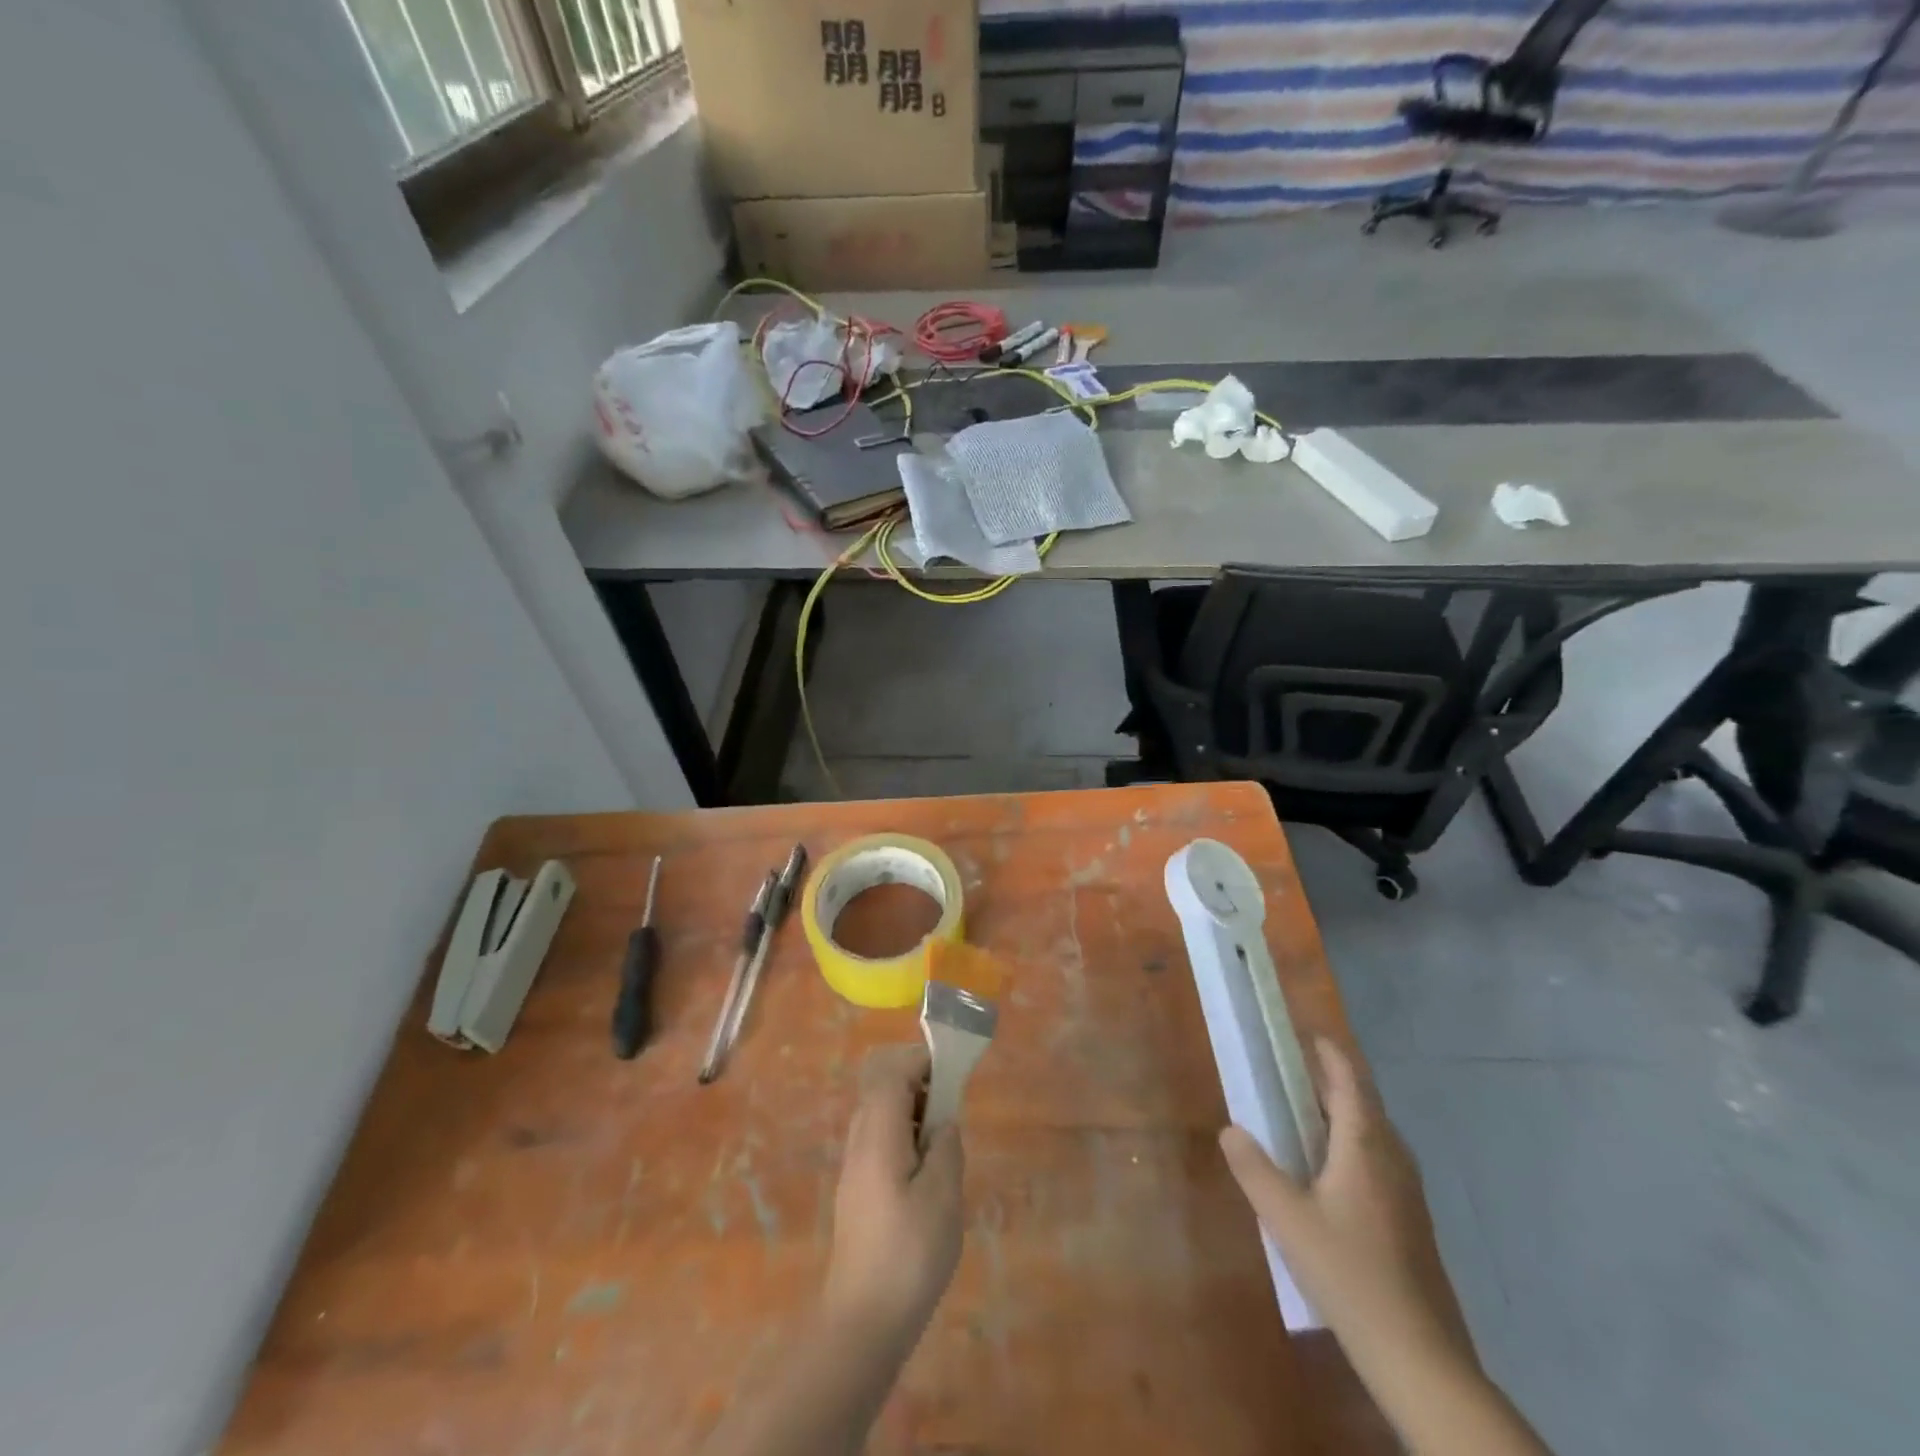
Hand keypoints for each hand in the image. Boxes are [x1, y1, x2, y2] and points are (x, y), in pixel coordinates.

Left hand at [821, 1045, 964, 1343]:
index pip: (891, 1071)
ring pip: (881, 1114)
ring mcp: (854, 1166)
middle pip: (882, 1087)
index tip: (953, 1071)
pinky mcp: (857, 1190)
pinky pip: (880, 1140)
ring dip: (913, 1112)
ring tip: (943, 1143)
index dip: (921, 1060)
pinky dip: (904, 1137)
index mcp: (878, 1134)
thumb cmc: (908, 1255)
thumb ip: (945, 1148)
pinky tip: (927, 1173)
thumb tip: (944, 1123)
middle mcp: (859, 1140)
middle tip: (950, 1109)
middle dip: (918, 1083)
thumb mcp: (942, 1197)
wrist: (863, 1322)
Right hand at [1219, 1039, 1477, 1381]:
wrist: (1419, 1355)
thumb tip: (1230, 1129)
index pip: (1347, 1078)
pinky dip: (1349, 1142)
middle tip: (1286, 1070)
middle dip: (1326, 1078)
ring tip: (1299, 1113)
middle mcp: (1391, 1156)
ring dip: (1338, 1111)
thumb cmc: (1349, 1273)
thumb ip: (1254, 1169)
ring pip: (1371, 1131)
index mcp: (1364, 1144)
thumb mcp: (1286, 1219)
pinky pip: (1377, 1158)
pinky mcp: (1411, 1217)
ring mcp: (1407, 1189)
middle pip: (1361, 1100)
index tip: (1300, 1032)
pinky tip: (1325, 1170)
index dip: (1325, 1050)